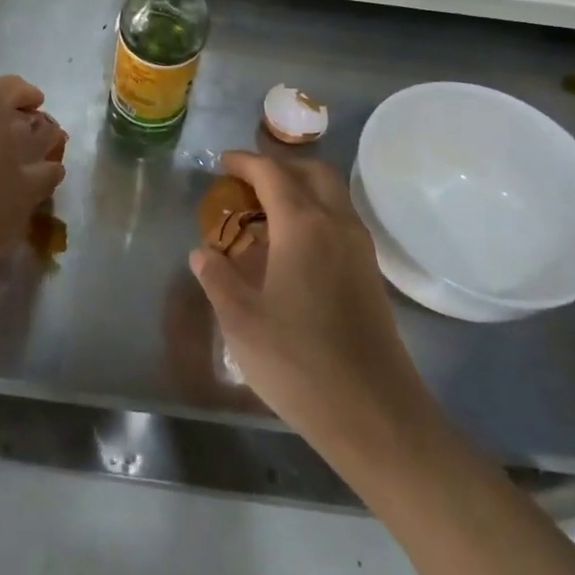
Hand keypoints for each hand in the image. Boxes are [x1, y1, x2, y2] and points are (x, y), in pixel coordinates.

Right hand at [188, 152, 432, 457]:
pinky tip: (292, 246)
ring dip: (300, 188)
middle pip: (312, 172)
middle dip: (279, 166)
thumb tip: (202, 253)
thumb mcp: (241, 322)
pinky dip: (315, 213)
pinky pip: (341, 221)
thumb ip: (218, 278)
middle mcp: (337, 225)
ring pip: (332, 195)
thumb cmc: (298, 362)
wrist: (373, 413)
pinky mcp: (371, 274)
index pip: (272, 174)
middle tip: (246, 182)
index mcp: (303, 226)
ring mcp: (360, 249)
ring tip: (265, 211)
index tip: (222, 164)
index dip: (245, 162)